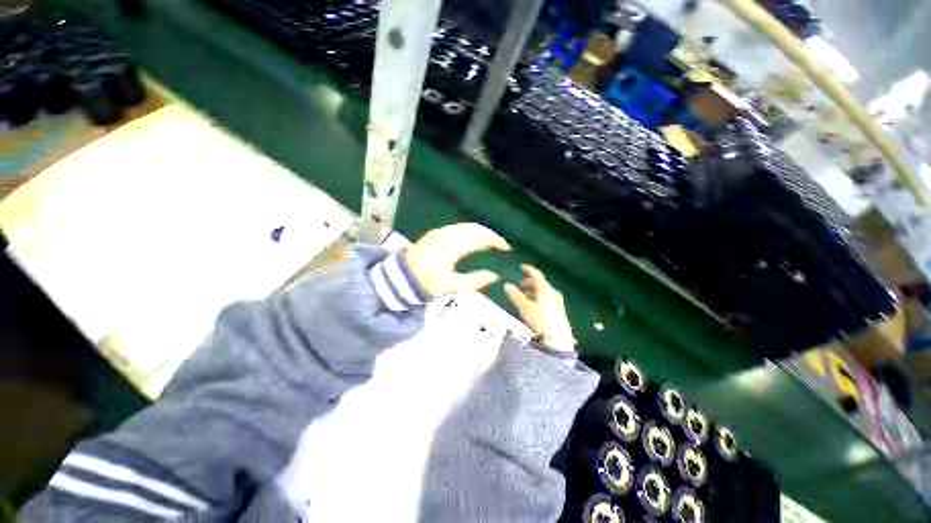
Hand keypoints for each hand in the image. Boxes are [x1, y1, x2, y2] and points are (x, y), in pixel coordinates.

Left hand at [404, 223, 510, 296]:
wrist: (401, 276)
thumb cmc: (426, 282)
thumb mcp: (451, 286)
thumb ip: (474, 281)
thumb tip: (494, 276)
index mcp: (453, 245)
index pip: (481, 237)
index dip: (496, 241)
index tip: (507, 248)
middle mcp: (448, 233)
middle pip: (475, 228)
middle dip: (491, 235)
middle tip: (501, 246)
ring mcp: (441, 231)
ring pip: (467, 226)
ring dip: (481, 232)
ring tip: (490, 243)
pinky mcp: (436, 232)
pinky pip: (459, 227)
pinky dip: (471, 231)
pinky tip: (473, 240)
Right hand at [504, 265, 575, 352]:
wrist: (558, 340)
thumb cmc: (541, 321)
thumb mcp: (525, 308)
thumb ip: (515, 296)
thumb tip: (507, 285)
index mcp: (546, 289)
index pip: (537, 275)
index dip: (529, 270)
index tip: (522, 267)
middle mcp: (553, 293)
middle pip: (541, 283)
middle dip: (530, 282)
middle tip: (521, 283)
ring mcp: (557, 302)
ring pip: (544, 292)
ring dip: (534, 291)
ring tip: (524, 295)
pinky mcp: (559, 311)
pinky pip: (547, 298)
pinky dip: (538, 297)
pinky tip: (533, 305)